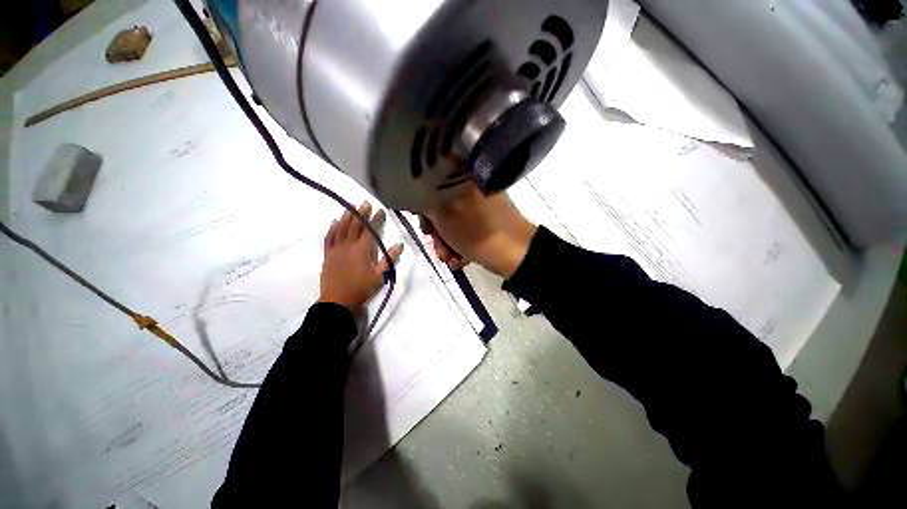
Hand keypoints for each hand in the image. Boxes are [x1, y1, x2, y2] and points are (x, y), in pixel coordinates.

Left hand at [319, 202, 403, 309]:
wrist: (337, 301)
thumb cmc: (361, 289)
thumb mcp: (380, 277)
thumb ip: (389, 259)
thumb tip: (399, 244)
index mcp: (362, 250)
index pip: (370, 231)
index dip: (376, 220)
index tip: (380, 210)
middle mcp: (348, 245)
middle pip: (355, 225)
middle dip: (361, 213)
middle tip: (365, 202)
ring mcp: (336, 249)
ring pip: (341, 228)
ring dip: (346, 216)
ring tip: (350, 206)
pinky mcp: (328, 254)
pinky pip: (329, 237)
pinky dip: (332, 227)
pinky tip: (334, 221)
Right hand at [422, 183, 536, 278]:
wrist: (515, 253)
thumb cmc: (477, 231)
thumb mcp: (444, 215)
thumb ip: (426, 201)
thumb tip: (418, 197)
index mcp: (463, 177)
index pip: (432, 185)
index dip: (424, 208)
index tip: (425, 227)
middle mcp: (472, 187)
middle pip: (443, 207)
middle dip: (437, 232)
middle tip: (438, 247)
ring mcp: (482, 206)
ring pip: (454, 222)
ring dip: (447, 243)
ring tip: (450, 259)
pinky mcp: (488, 222)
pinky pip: (467, 230)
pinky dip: (461, 244)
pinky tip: (460, 260)